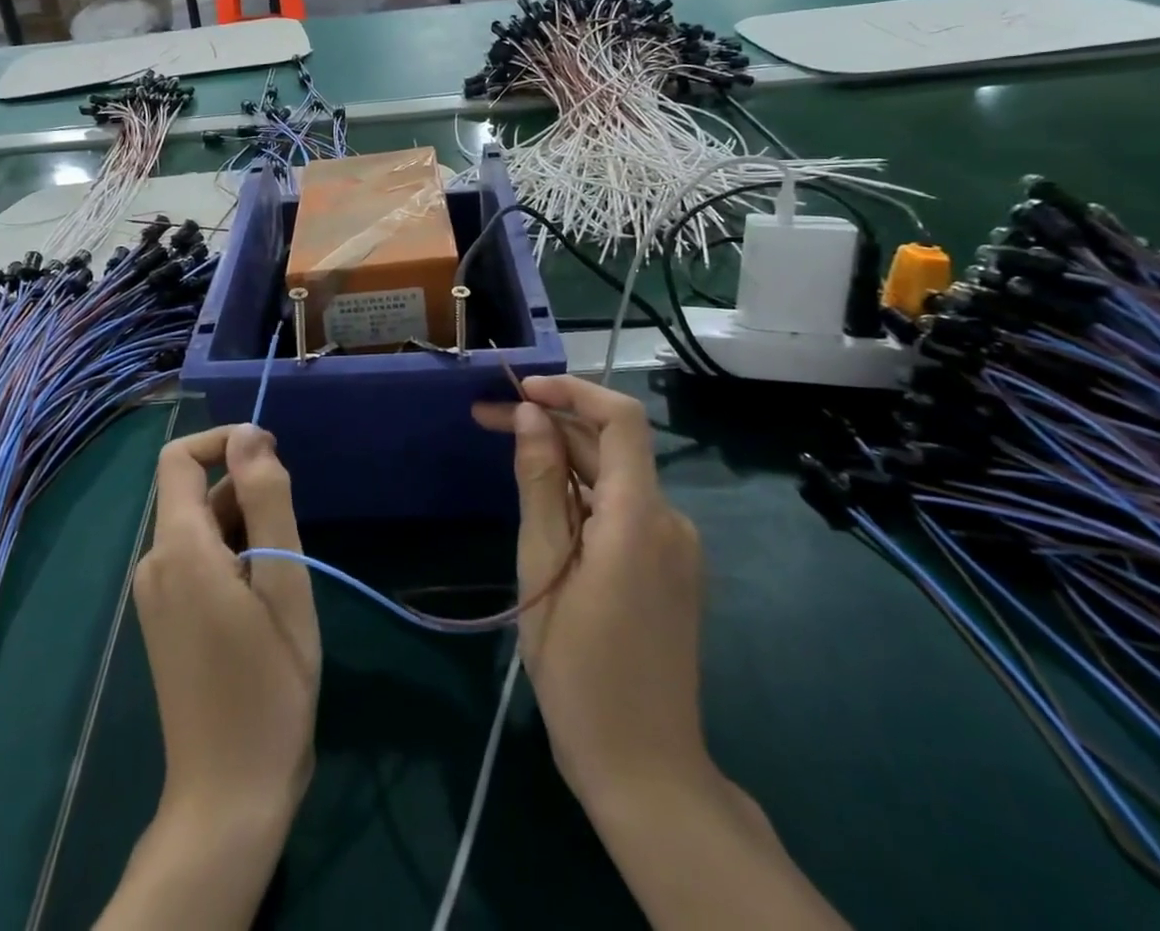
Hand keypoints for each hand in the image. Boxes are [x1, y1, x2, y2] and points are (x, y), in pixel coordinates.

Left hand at [99, 426, 317, 929]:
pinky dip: (233, 556)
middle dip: (247, 494)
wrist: (230, 794)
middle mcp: (155, 562)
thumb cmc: (268, 684)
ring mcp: (155, 593)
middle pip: (196, 493)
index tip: (274, 459)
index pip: (180, 458)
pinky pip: (198, 558)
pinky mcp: (165, 617)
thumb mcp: (283, 581)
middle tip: (293, 541)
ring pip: (202, 527)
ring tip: (284, 579)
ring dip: (246, 529)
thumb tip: (249, 434)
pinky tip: (264, 600)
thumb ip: (266, 499)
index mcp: (177, 548)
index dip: (225, 442)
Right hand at [474, 378, 847, 930]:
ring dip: (561, 458)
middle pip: (610, 446)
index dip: (572, 390)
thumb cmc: (580, 672)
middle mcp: (668, 520)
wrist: (645, 769)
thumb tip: (533, 417)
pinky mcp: (668, 566)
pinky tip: (543, 504)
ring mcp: (674, 545)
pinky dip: (580, 492)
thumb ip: (539, 486)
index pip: (620, 419)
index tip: (520, 390)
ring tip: (505, 455)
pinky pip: (622, 508)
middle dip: (550, 424)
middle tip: (485, 420)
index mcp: (640, 518)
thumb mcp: (543, 570)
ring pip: (613, 477)